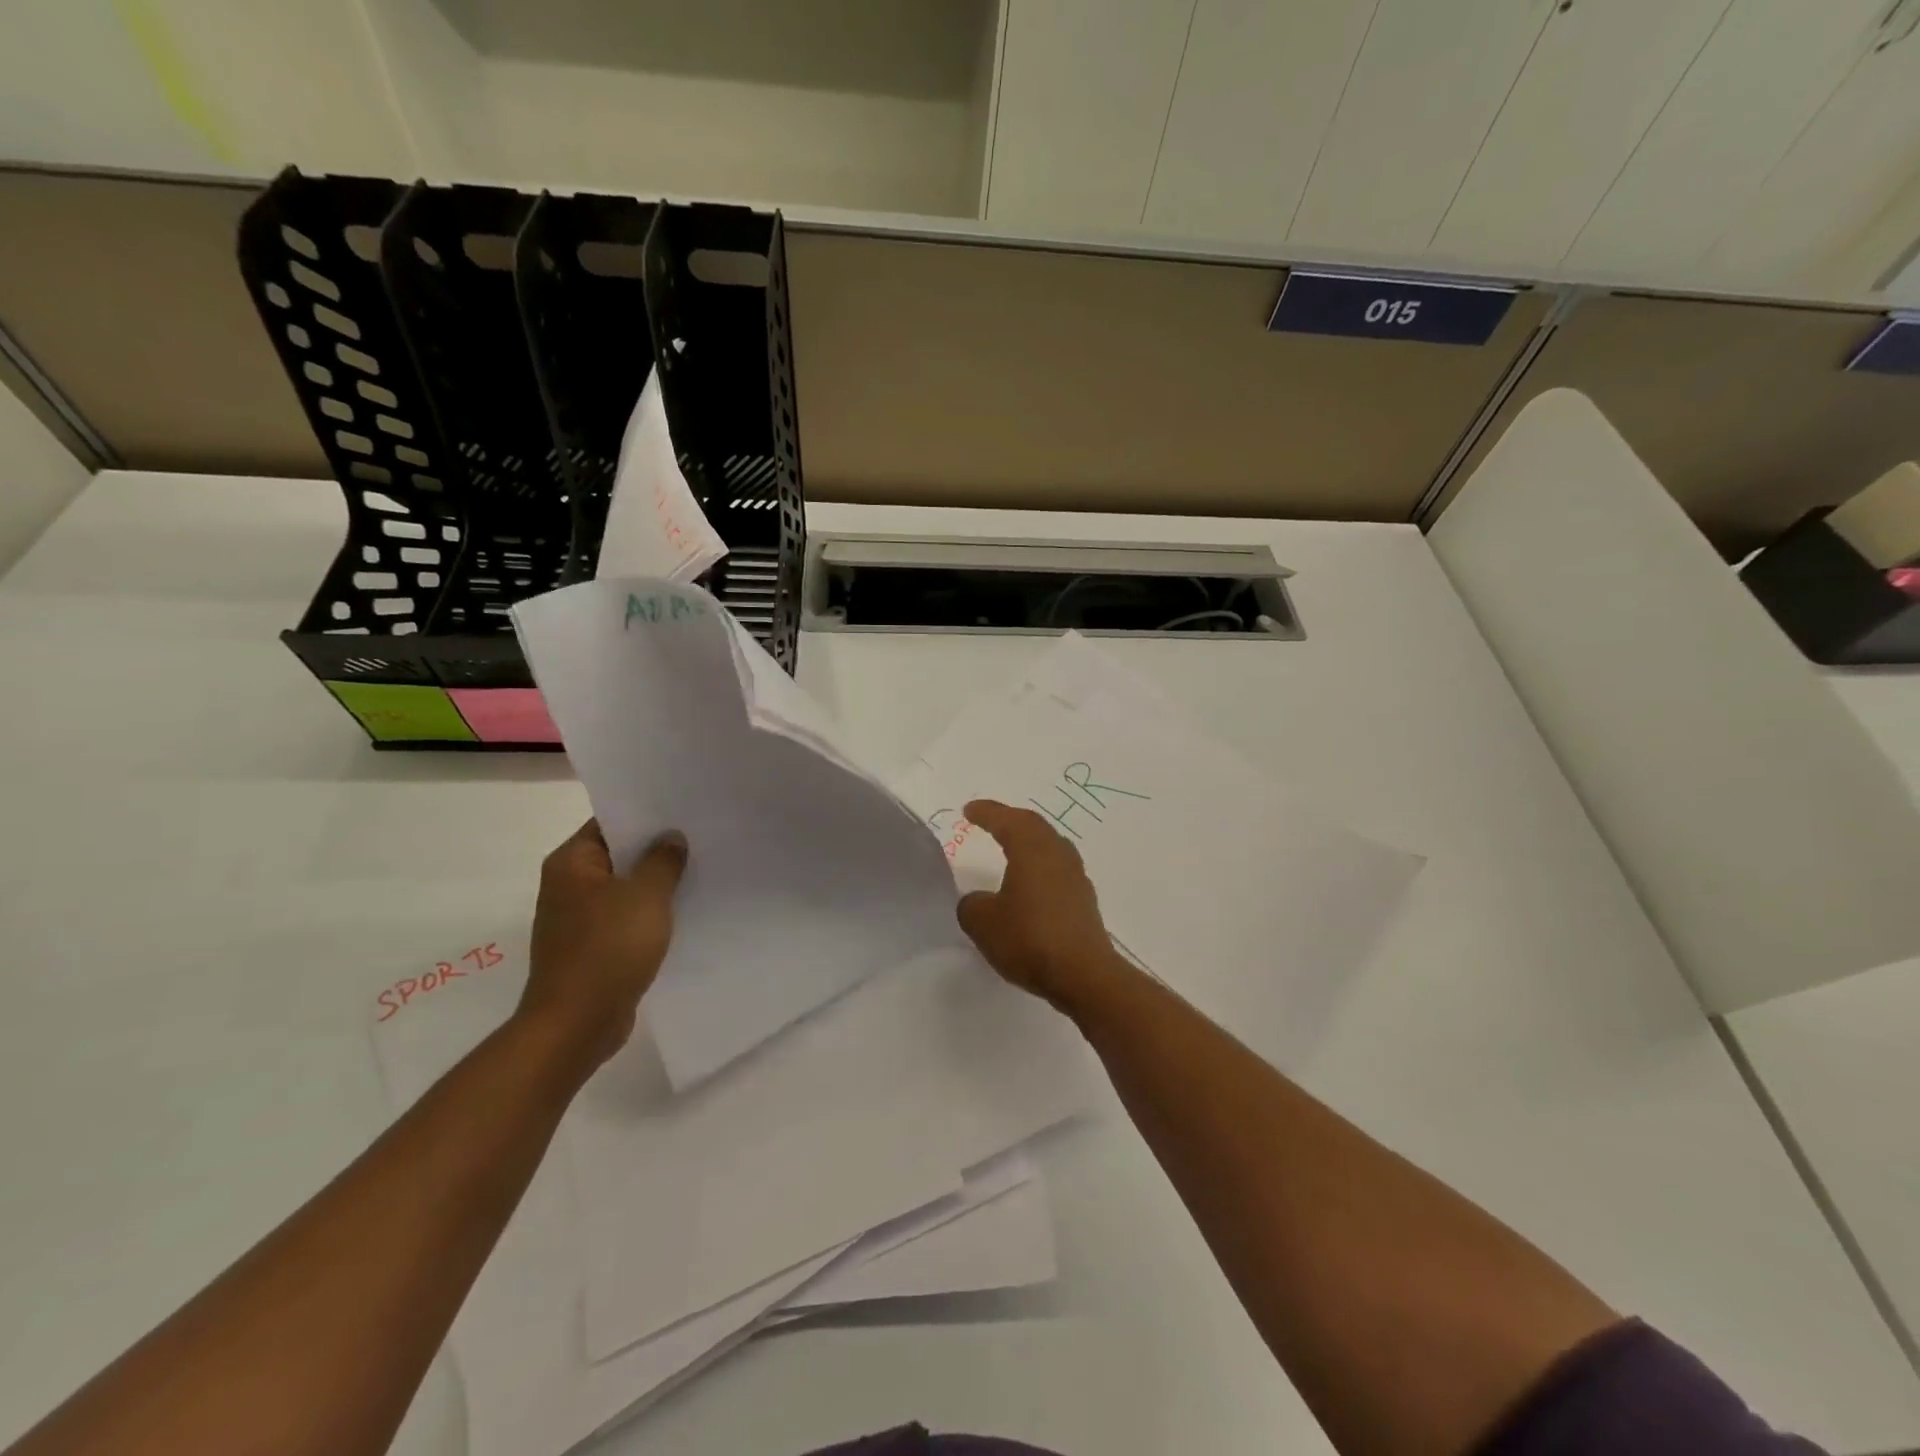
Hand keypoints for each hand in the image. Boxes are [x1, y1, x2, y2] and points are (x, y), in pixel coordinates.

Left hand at [522, 819, 687, 1065]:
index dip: (647, 814)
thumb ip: (663, 860)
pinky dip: (649, 913)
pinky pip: (625, 918)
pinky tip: (683, 912)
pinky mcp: (592, 947)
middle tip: (701, 837)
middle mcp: (568, 885)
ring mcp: (578, 918)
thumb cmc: (608, 948)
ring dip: (656, 883)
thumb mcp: (646, 895)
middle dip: (657, 849)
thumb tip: (671, 838)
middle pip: (619, 854)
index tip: (684, 809)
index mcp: (571, 863)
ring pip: (625, 888)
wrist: (577, 1024)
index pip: (610, 822)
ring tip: (700, 870)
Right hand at [955, 799, 1123, 1015]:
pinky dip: (1040, 867)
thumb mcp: (983, 922)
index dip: (987, 813)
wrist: (1083, 974)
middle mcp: (1057, 854)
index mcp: (1031, 849)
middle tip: (991, 821)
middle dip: (1010, 820)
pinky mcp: (1084, 901)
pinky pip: (1058, 870)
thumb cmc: (1029, 938)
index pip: (1007, 820)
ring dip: (1029, 842)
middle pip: (1034, 826)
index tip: (969, 810)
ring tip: (1011, 847)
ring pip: (1050, 846)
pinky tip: (1031, 883)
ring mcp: (1076, 877)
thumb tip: (979, 901)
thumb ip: (972, 905)